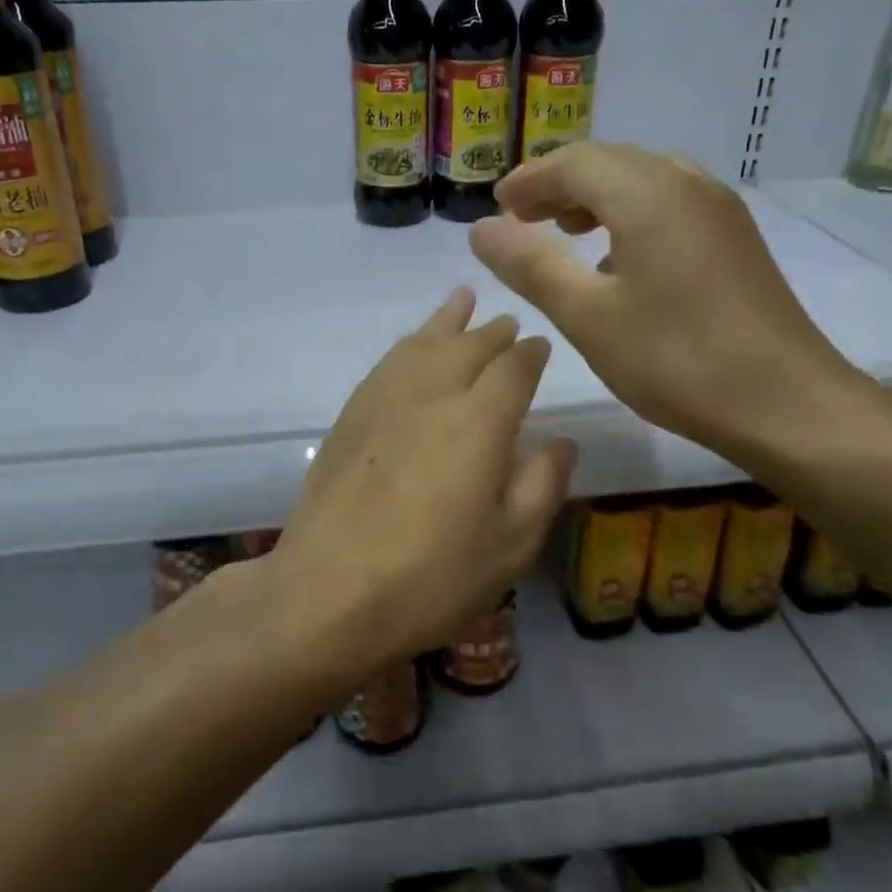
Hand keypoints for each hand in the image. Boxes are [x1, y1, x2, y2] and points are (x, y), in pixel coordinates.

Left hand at [266, 288, 576, 682]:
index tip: (540, 346)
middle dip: (493, 332)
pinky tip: (412, 346)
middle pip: (469, 346)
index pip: (514, 368)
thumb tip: (563, 440)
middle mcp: (433, 394)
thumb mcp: (510, 545)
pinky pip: (387, 362)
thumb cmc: (432, 577)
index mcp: (480, 421)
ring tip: (462, 301)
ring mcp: (384, 400)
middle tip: (508, 324)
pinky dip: (408, 344)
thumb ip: (542, 484)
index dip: (531, 353)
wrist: (329, 591)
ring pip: (423, 343)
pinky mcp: (350, 415)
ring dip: (448, 321)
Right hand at [468, 143, 867, 461]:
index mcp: (648, 194)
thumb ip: (531, 265)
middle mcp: (687, 184)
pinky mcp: (735, 239)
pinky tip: (618, 260)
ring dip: (596, 198)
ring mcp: (719, 210)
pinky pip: (670, 204)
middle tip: (522, 219)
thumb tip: (482, 229)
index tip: (498, 207)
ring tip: (564, 232)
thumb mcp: (587, 315)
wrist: (787, 404)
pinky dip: (630, 215)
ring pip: (643, 181)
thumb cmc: (676, 359)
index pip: (575, 161)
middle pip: (610, 163)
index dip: (530, 179)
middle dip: (560, 184)